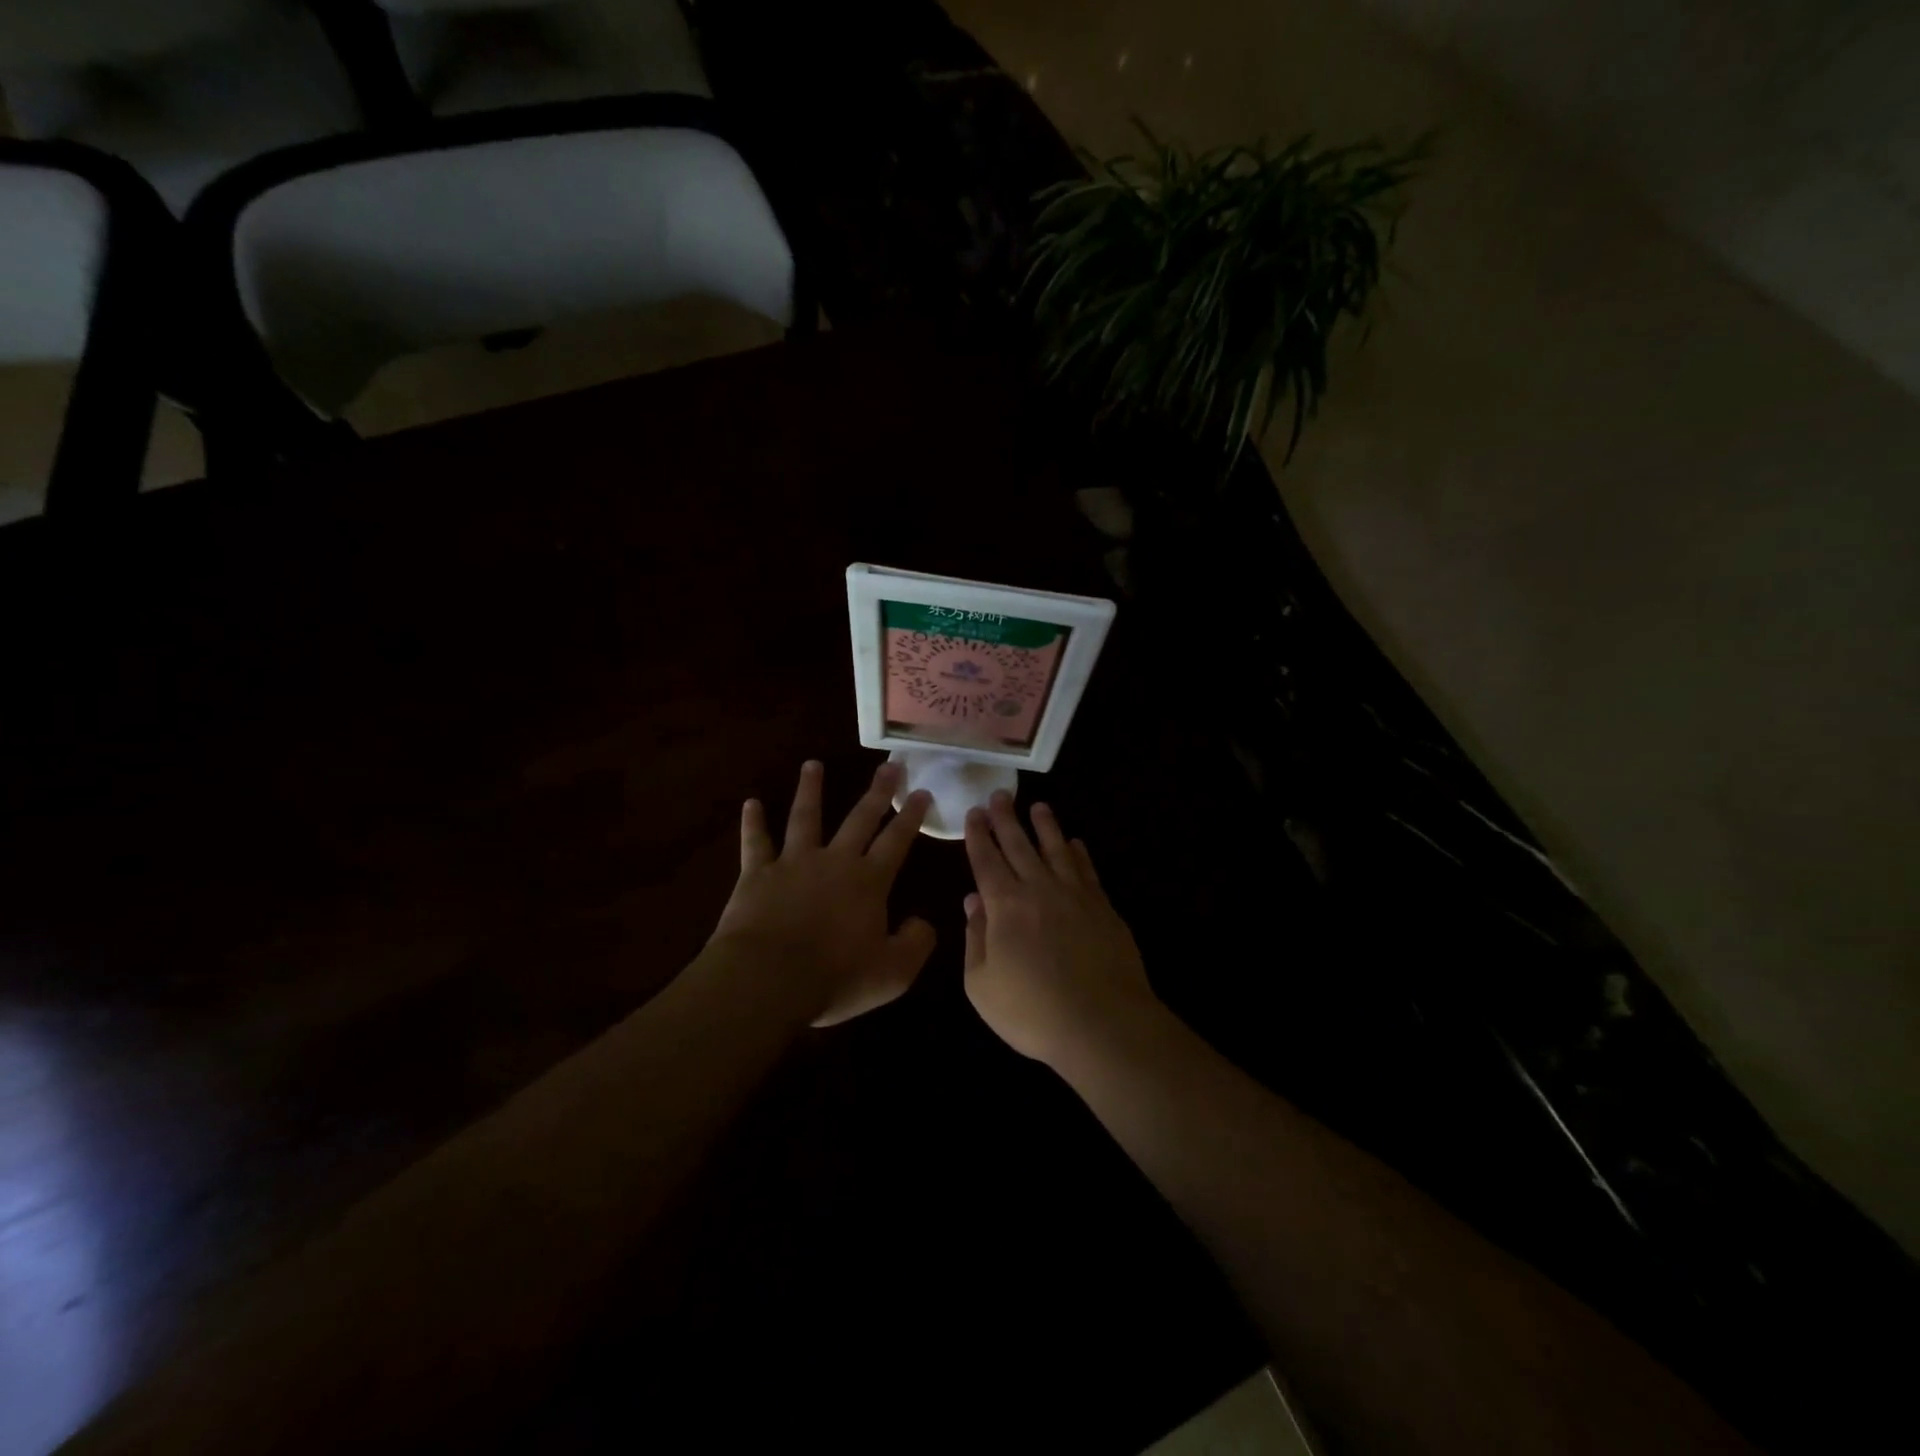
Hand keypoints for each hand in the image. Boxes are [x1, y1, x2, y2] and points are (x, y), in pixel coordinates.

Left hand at [710, 760, 935, 1026]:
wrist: (767, 979)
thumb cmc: (835, 978)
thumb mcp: (893, 973)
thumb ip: (915, 944)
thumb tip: (924, 923)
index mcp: (869, 882)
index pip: (897, 841)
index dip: (912, 817)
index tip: (922, 792)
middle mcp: (834, 861)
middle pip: (859, 818)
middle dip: (877, 792)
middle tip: (889, 765)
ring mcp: (793, 863)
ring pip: (804, 817)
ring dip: (810, 789)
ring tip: (812, 764)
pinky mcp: (757, 874)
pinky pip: (755, 842)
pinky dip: (753, 822)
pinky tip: (750, 803)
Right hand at [962, 792, 1160, 1065]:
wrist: (1102, 1023)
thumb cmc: (1033, 1011)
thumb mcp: (982, 985)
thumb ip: (975, 939)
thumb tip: (973, 901)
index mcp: (1005, 905)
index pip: (986, 860)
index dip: (978, 835)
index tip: (974, 813)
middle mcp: (1039, 889)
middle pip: (1019, 845)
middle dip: (1006, 818)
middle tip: (999, 795)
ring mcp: (1075, 895)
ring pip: (1056, 849)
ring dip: (1045, 825)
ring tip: (1038, 806)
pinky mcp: (1102, 907)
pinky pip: (1086, 870)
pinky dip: (1078, 853)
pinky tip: (1075, 843)